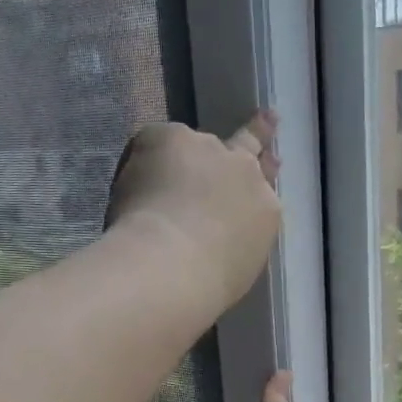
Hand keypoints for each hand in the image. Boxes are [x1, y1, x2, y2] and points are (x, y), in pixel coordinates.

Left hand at [107, 113, 281, 310]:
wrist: (172, 264)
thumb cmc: (207, 284)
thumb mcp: (238, 265)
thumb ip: (233, 237)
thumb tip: (215, 232)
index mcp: (265, 211)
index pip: (265, 189)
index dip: (263, 176)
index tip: (269, 165)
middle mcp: (244, 172)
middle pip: (249, 146)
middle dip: (259, 131)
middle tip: (268, 117)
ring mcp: (209, 149)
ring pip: (194, 146)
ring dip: (180, 158)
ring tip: (156, 174)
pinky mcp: (170, 137)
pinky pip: (154, 143)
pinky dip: (141, 161)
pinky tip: (133, 188)